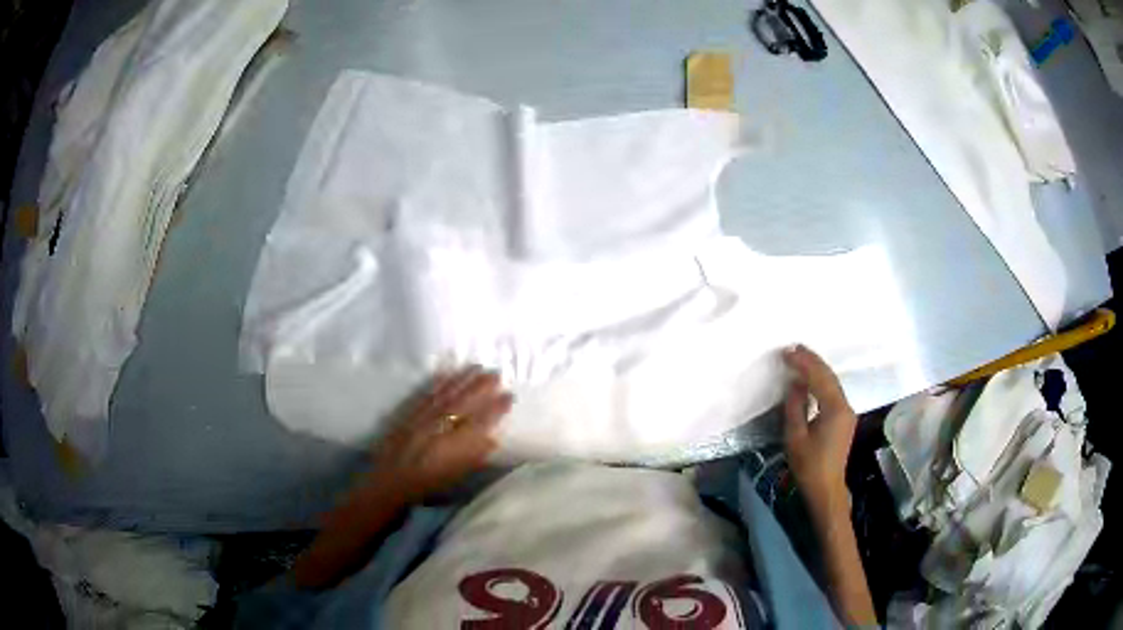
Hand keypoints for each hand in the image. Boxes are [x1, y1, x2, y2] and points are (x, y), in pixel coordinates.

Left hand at [370, 367, 512, 501]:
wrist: (389, 483)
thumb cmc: (426, 486)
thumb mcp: (455, 477)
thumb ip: (473, 457)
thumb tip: (492, 438)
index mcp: (453, 448)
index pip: (479, 422)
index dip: (495, 408)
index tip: (509, 395)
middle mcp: (438, 429)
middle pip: (462, 403)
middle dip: (481, 386)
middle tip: (496, 373)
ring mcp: (421, 419)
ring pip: (444, 395)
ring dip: (461, 379)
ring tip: (476, 367)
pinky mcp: (407, 415)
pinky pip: (425, 395)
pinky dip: (437, 383)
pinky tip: (446, 374)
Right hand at [782, 345, 857, 518]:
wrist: (826, 488)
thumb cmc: (809, 466)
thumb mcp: (795, 436)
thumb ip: (795, 406)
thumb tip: (796, 382)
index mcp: (834, 409)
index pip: (819, 377)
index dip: (803, 362)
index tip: (787, 352)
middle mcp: (845, 406)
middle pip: (829, 376)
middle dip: (812, 360)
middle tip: (794, 348)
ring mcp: (847, 412)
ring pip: (833, 382)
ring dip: (817, 369)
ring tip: (801, 357)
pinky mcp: (844, 418)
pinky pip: (833, 391)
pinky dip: (821, 380)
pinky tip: (811, 378)